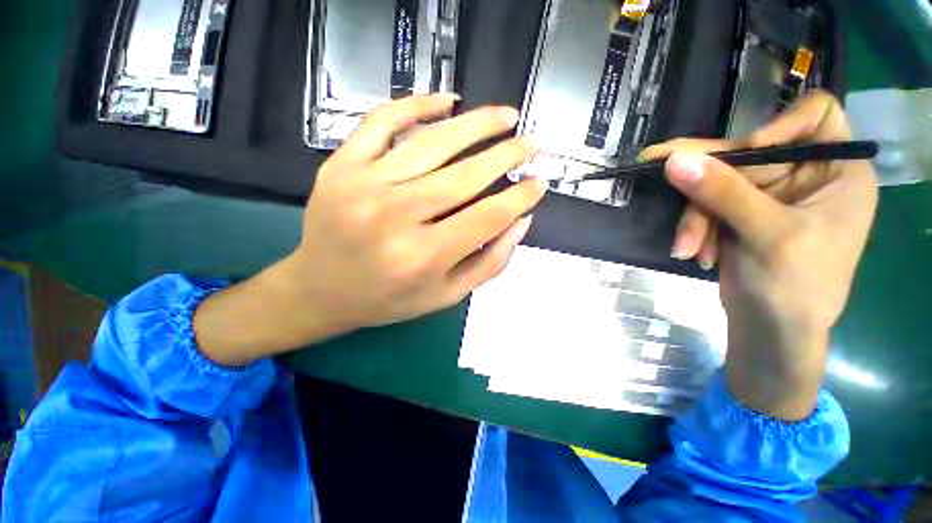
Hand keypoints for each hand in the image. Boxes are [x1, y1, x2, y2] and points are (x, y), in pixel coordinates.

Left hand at [195, 94, 545, 365]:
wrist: (321, 290)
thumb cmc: (389, 299)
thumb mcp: (446, 295)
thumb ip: (489, 263)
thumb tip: (521, 222)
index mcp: (423, 257)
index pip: (487, 217)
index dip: (519, 197)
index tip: (540, 182)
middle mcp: (396, 217)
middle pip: (465, 176)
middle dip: (507, 155)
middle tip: (531, 143)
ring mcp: (364, 185)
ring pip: (432, 143)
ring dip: (477, 124)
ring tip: (505, 116)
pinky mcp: (341, 165)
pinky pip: (383, 122)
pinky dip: (417, 105)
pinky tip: (448, 101)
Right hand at [643, 91, 877, 419]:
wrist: (770, 330)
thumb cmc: (795, 288)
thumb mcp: (767, 236)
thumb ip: (723, 194)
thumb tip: (674, 160)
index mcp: (836, 171)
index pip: (817, 115)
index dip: (780, 123)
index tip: (748, 150)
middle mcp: (802, 175)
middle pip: (748, 153)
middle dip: (707, 178)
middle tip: (655, 163)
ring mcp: (765, 195)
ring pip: (715, 182)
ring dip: (695, 216)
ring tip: (688, 249)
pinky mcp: (735, 213)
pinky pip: (703, 204)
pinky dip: (694, 228)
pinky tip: (693, 253)